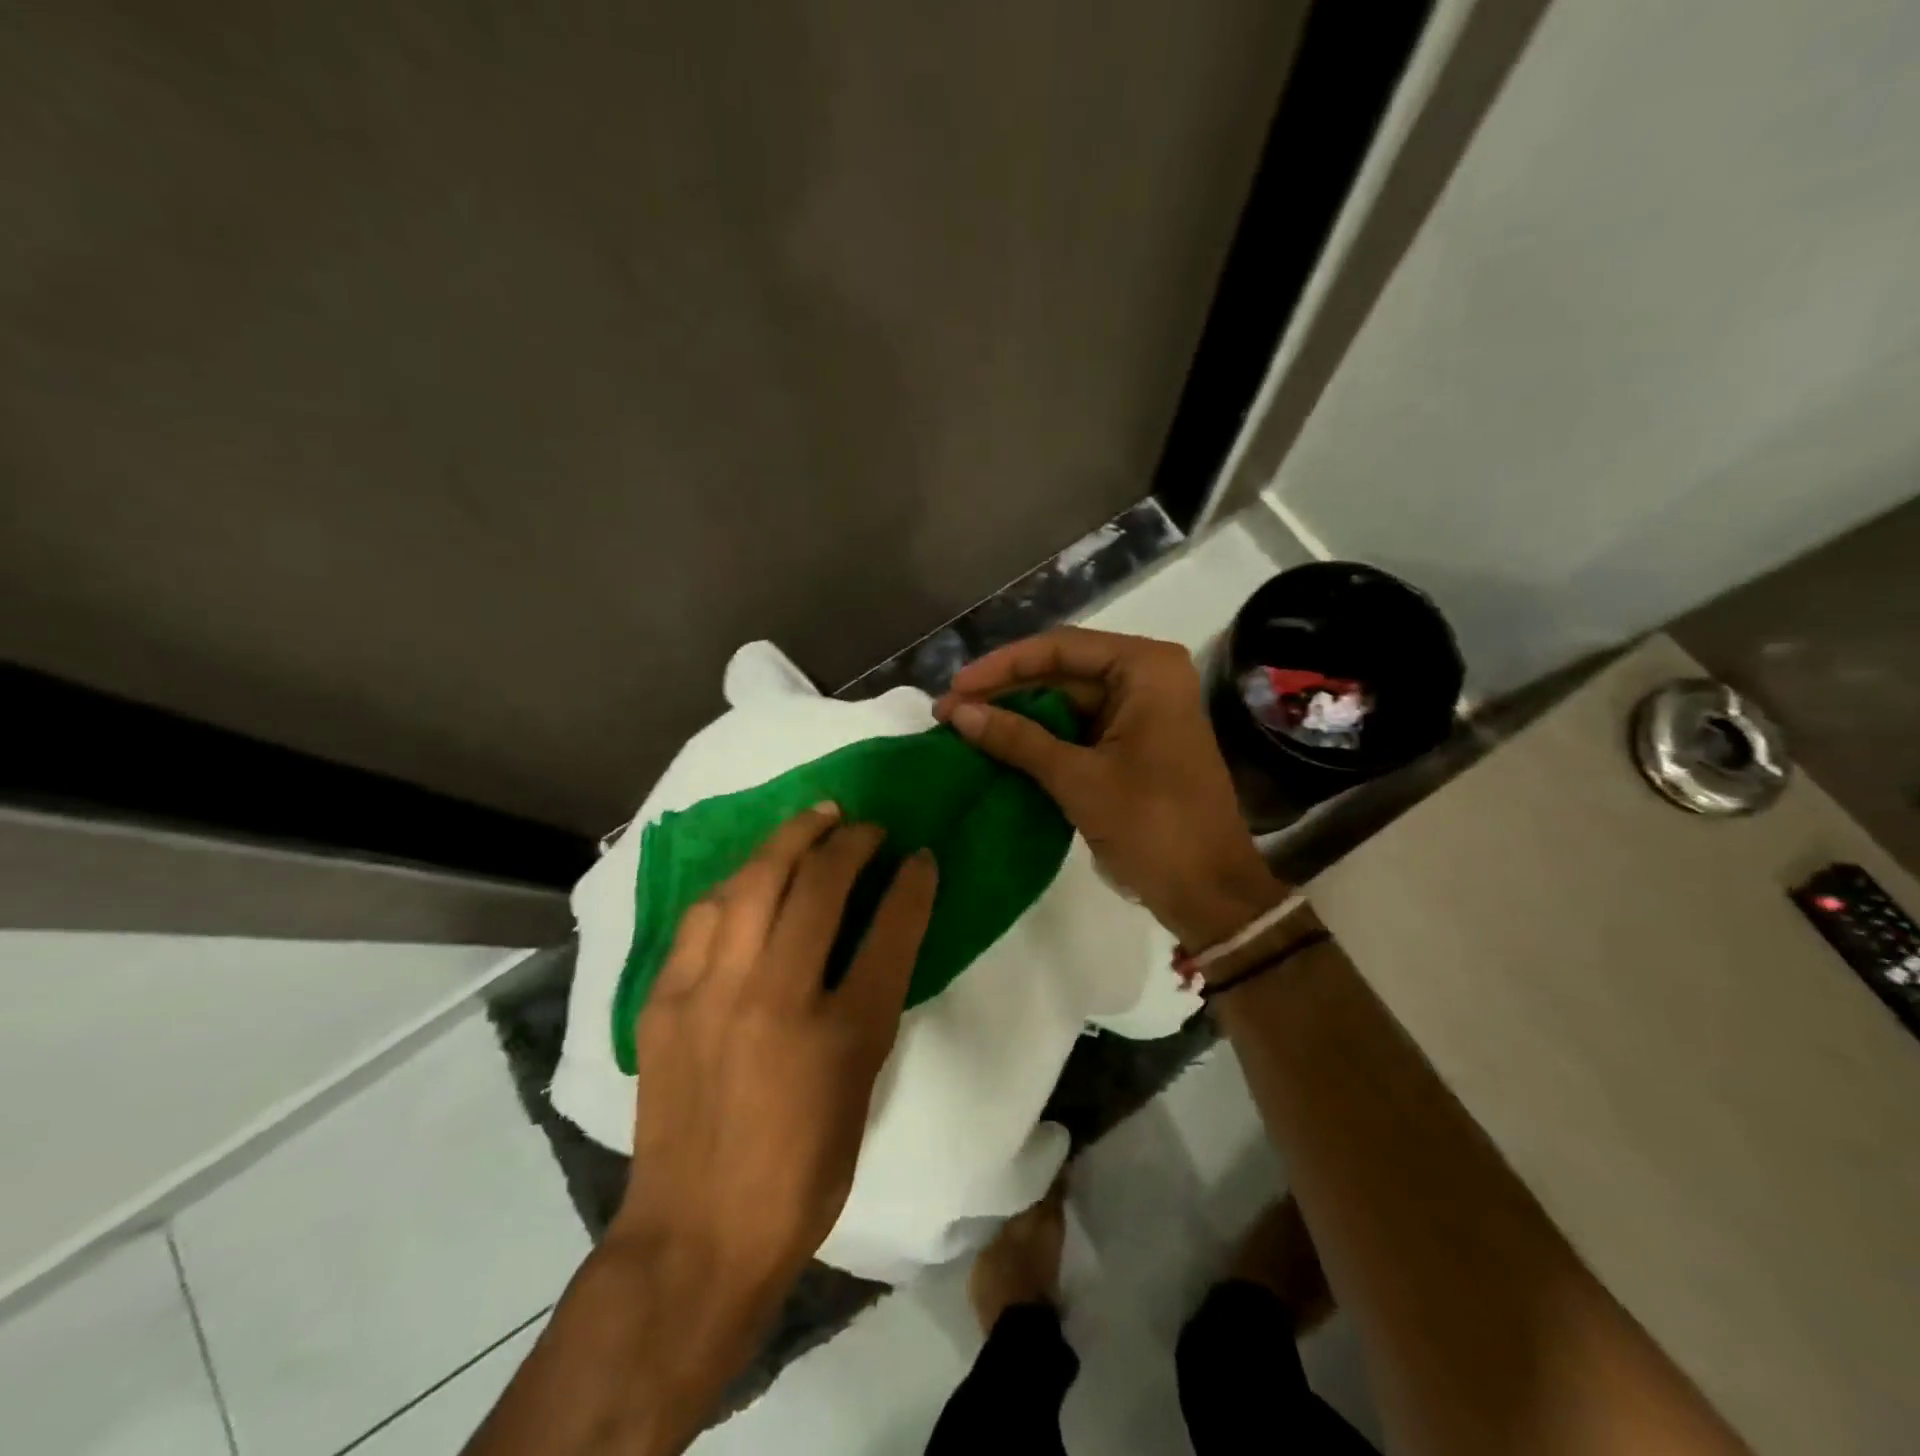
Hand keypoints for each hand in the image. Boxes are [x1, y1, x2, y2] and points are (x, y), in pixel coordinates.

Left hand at [612, 804, 937, 1316]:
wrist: (697, 1234)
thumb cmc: (801, 1173)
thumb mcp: (861, 1087)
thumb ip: (870, 1005)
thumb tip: (874, 939)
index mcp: (842, 1034)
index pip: (889, 932)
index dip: (912, 884)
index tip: (920, 855)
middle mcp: (775, 999)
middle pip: (817, 886)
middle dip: (850, 842)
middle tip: (865, 826)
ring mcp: (712, 993)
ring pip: (753, 882)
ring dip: (789, 840)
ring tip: (813, 820)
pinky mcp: (666, 1000)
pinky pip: (704, 915)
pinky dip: (737, 883)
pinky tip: (752, 874)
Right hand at [936, 627, 1281, 948]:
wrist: (1208, 892)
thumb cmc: (1152, 825)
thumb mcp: (1078, 778)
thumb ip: (1017, 739)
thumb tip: (957, 713)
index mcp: (1146, 668)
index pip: (1060, 649)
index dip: (1002, 666)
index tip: (954, 688)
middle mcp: (1146, 677)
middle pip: (1062, 671)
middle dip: (1006, 692)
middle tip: (950, 711)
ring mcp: (1141, 711)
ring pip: (1066, 701)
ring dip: (1018, 716)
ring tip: (964, 727)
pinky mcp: (1134, 743)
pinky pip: (1078, 729)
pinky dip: (1040, 739)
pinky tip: (998, 746)